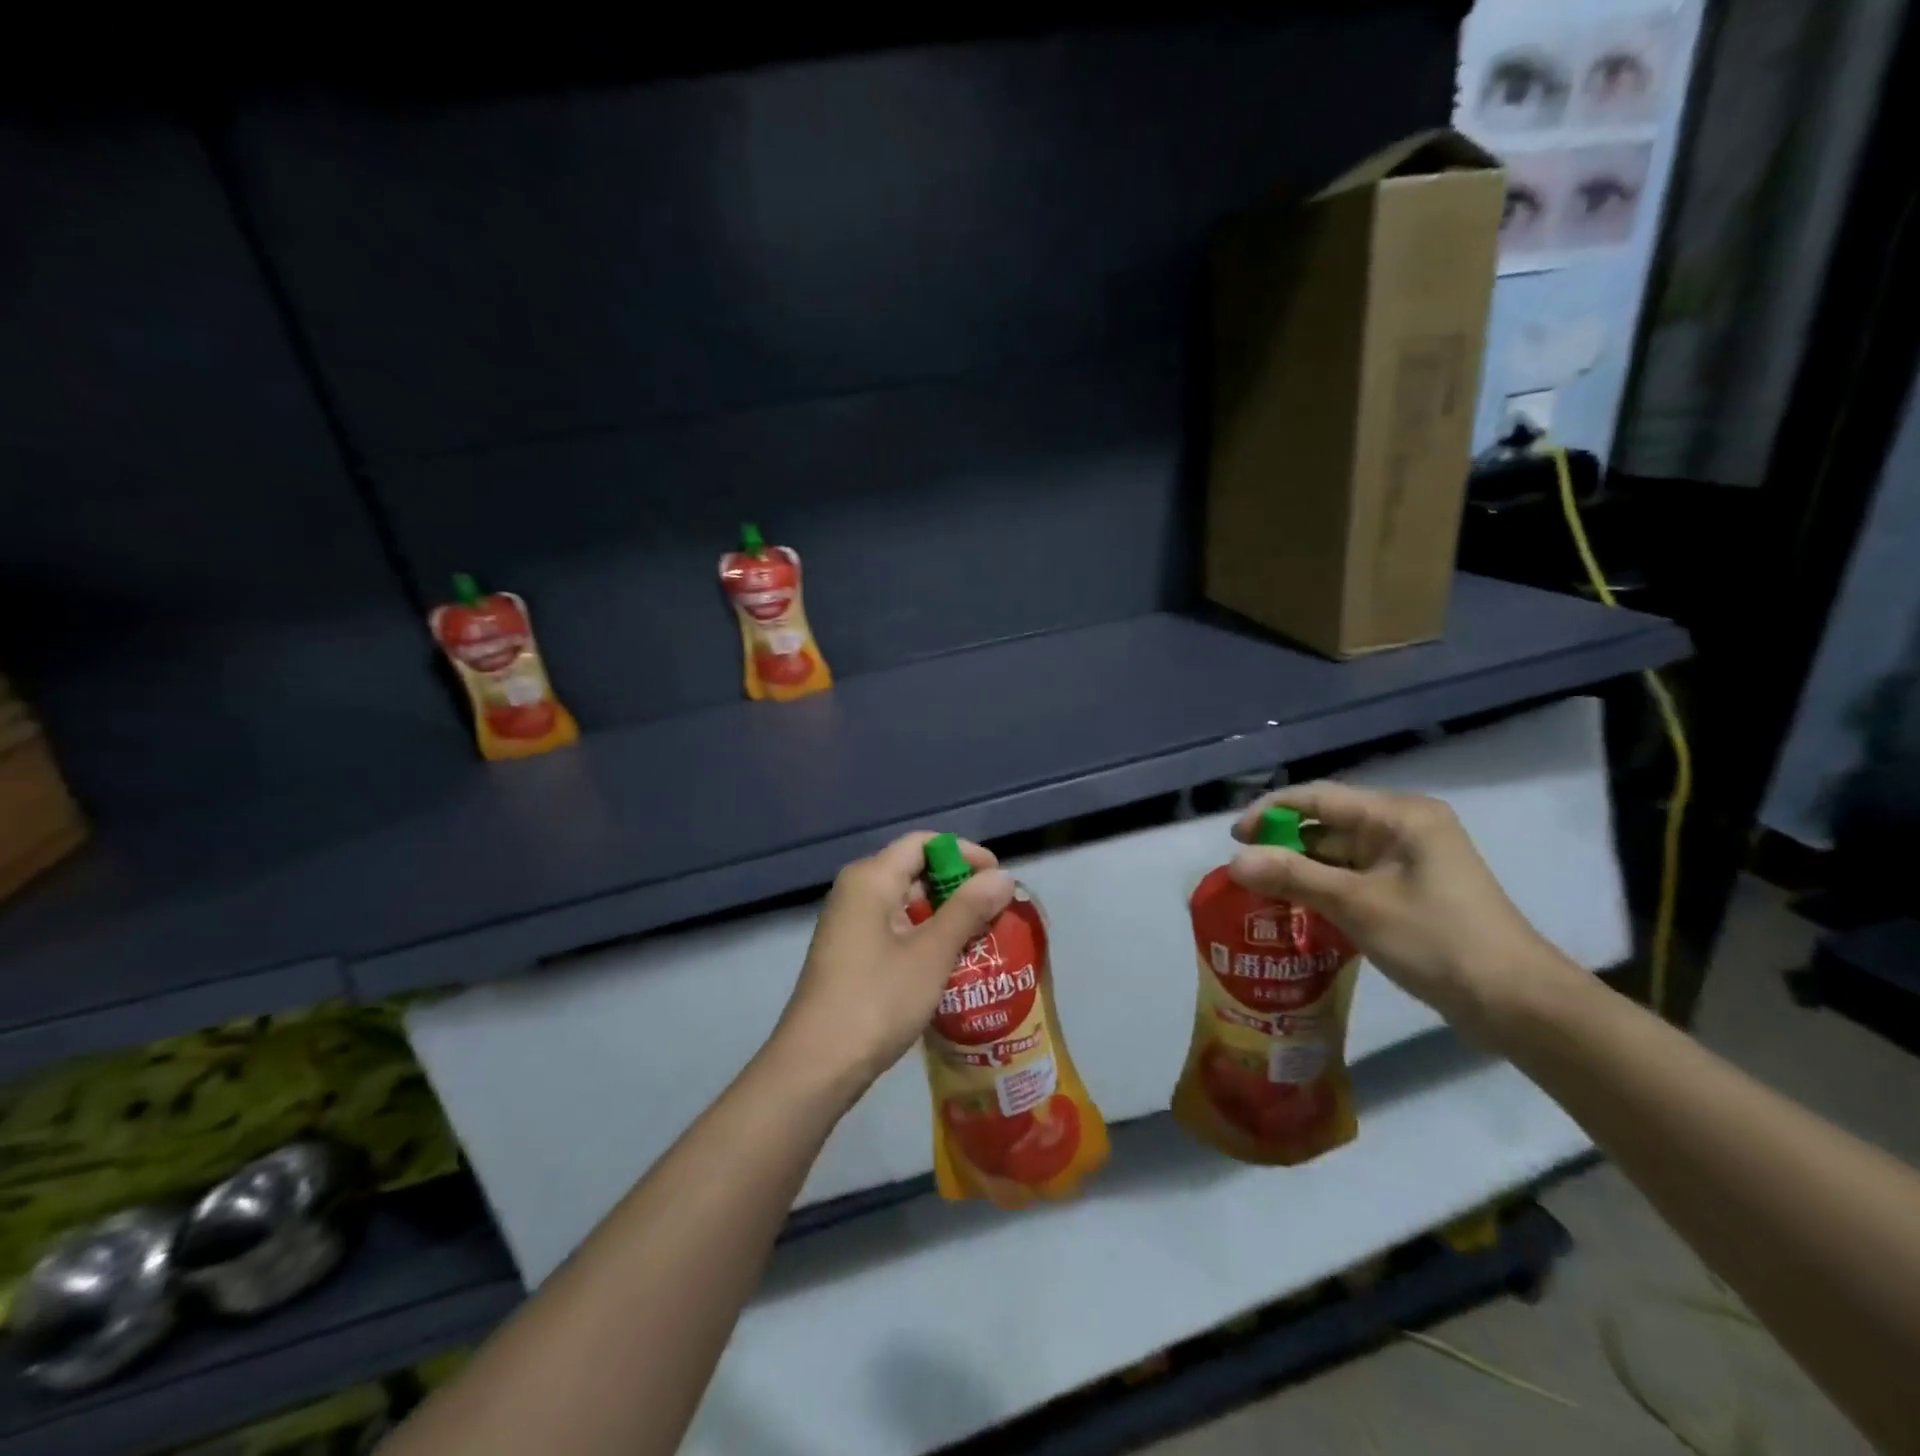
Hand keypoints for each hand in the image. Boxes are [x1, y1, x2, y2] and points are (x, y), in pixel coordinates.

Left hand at [775, 833, 1015, 1092]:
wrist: (817, 1066)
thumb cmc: (877, 999)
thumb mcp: (931, 953)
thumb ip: (968, 909)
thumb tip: (1003, 876)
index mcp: (870, 878)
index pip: (923, 843)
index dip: (964, 853)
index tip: (998, 879)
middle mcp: (856, 892)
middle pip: (914, 870)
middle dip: (958, 887)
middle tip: (997, 913)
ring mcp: (851, 924)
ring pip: (906, 903)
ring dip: (945, 916)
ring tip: (984, 938)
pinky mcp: (851, 954)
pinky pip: (895, 929)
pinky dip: (925, 936)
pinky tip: (952, 962)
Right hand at [1229, 782, 1576, 1041]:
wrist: (1517, 1004)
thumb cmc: (1437, 941)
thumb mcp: (1357, 905)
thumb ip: (1293, 877)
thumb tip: (1234, 861)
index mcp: (1399, 815)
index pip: (1318, 797)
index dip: (1270, 811)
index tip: (1234, 838)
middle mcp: (1404, 827)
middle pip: (1327, 824)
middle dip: (1284, 845)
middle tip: (1244, 872)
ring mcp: (1410, 860)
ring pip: (1338, 854)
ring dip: (1302, 871)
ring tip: (1261, 894)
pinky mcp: (1411, 890)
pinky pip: (1354, 877)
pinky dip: (1324, 889)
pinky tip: (1297, 910)